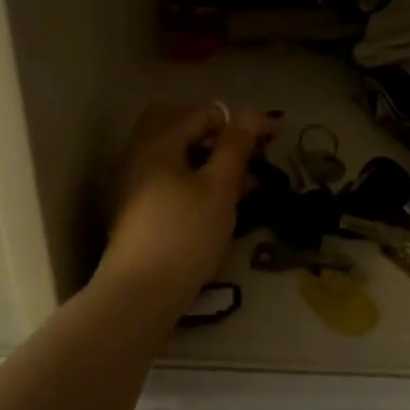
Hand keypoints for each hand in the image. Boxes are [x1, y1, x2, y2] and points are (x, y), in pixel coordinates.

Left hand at [100, 103, 277, 311]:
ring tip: (246, 179)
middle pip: (180, 125)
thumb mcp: (219, 188)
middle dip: (218, 132)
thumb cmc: (184, 235)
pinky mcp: (137, 211)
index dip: (242, 121)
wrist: (139, 296)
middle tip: (248, 148)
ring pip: (176, 155)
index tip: (276, 136)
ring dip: (210, 158)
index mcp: (157, 142)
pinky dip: (196, 179)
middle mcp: (139, 154)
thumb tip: (247, 113)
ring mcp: (133, 184)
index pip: (204, 113)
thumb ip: (234, 146)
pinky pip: (170, 179)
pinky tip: (221, 202)